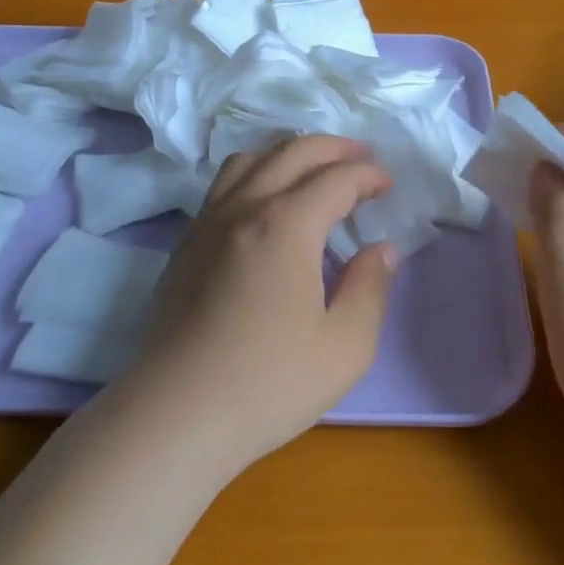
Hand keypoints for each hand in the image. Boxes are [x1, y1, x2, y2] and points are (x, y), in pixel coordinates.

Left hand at [121, 136, 398, 472]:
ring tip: (312, 170)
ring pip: (250, 160)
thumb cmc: (268, 383)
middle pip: (292, 152)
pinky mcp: (186, 244)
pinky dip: (256, 173)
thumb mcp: (345, 347)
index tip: (388, 184)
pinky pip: (224, 185)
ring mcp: (208, 223)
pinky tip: (264, 202)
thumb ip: (371, 289)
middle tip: (361, 158)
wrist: (176, 415)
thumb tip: (381, 249)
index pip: (336, 179)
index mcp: (287, 225)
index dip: (368, 175)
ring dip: (288, 153)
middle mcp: (245, 208)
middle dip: (333, 148)